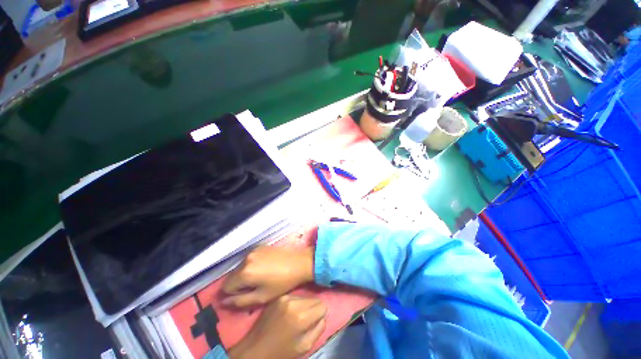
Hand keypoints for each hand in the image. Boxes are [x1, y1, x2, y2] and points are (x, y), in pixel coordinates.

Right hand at [222, 246, 314, 306]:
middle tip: (255, 286)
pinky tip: (265, 267)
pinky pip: (249, 258)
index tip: (247, 294)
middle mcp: (246, 259)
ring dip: (245, 273)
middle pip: (232, 276)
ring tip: (261, 277)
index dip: (233, 294)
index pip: (225, 287)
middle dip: (239, 283)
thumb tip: (223, 302)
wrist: (299, 262)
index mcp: (244, 272)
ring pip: (240, 267)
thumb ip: (240, 301)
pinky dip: (252, 264)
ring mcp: (253, 250)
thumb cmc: (282, 282)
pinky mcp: (260, 245)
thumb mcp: (262, 297)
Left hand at [227, 295, 326, 358]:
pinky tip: (289, 313)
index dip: (321, 314)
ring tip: (296, 317)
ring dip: (305, 306)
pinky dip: (296, 303)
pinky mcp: (278, 297)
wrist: (255, 349)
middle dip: (314, 309)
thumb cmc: (281, 352)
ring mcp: (284, 298)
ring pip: (305, 297)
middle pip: (314, 300)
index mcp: (301, 317)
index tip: (316, 322)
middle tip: (306, 321)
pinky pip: (295, 296)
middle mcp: (294, 302)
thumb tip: (323, 315)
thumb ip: (318, 329)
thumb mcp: (304, 347)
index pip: (322, 306)